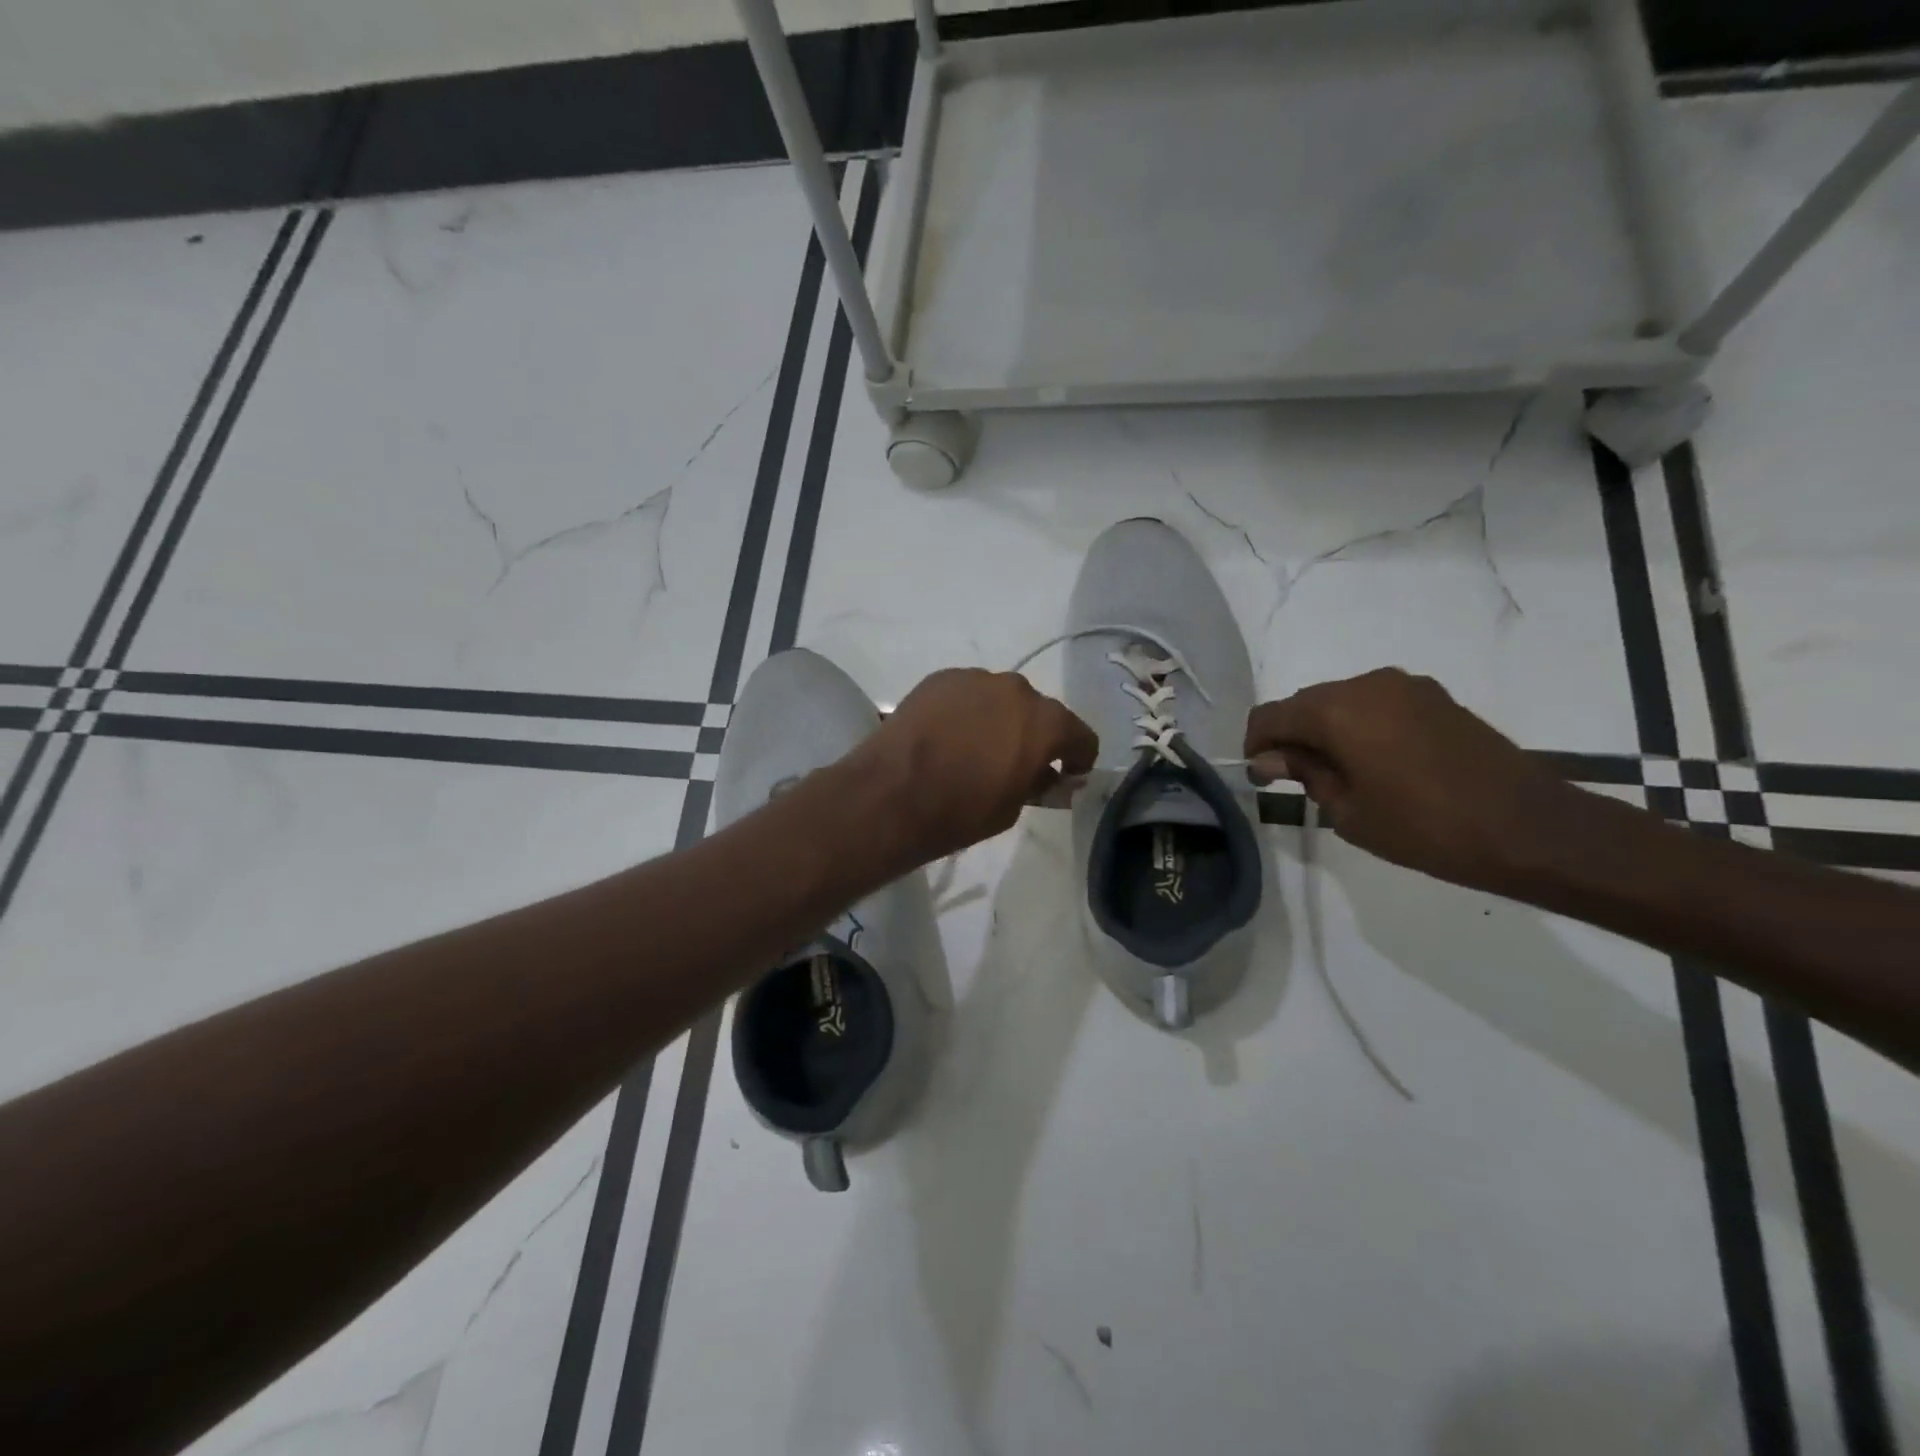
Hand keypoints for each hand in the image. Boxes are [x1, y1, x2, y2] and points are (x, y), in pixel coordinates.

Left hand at [843, 669, 1097, 865]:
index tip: (1067, 775)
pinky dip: (966, 710)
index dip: (1077, 758)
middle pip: (1039, 711)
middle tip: (1016, 762)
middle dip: (1034, 735)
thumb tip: (1047, 776)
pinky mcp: (940, 678)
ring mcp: (975, 678)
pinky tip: (947, 735)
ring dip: (998, 718)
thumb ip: (1037, 784)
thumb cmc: (961, 811)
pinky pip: (967, 694)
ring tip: (975, 747)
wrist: (892, 794)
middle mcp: (1017, 689)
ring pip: (1000, 698)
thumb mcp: (1012, 808)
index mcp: (1046, 722)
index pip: (1080, 735)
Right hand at [1244, 668, 1580, 891]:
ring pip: (1342, 702)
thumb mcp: (1348, 810)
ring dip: (1328, 731)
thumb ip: (1305, 774)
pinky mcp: (1435, 697)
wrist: (1527, 828)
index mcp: (1336, 711)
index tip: (1262, 776)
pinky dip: (1362, 726)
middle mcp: (1366, 685)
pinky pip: (1377, 704)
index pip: (1271, 715)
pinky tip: (1377, 762)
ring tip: (1341, 774)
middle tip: (1298, 780)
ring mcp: (1406, 687)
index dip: (1257, 744)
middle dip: (1292, 737)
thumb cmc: (1424, 827)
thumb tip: (1271, 759)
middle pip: (1305, 703)